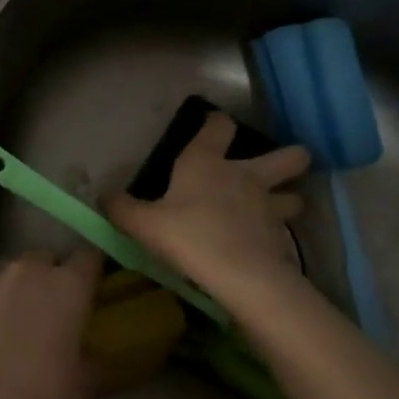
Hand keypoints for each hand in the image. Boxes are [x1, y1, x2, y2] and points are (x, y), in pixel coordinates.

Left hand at [0, 249, 103, 398]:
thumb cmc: (37, 388)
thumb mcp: (81, 385)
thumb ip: (97, 364)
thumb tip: (102, 359)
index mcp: (68, 285)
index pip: (88, 258)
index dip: (90, 269)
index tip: (89, 285)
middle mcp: (30, 268)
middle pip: (45, 258)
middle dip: (48, 275)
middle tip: (46, 306)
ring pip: (7, 267)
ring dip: (12, 283)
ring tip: (7, 313)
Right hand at [107, 113, 310, 316]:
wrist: (240, 276)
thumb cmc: (188, 236)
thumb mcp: (144, 224)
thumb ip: (122, 209)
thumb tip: (103, 198)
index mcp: (207, 163)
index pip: (219, 126)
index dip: (217, 122)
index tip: (213, 124)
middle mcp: (245, 176)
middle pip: (286, 157)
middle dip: (290, 157)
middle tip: (286, 163)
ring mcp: (269, 207)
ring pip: (294, 195)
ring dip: (289, 197)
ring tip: (280, 206)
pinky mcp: (282, 239)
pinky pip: (285, 230)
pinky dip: (279, 233)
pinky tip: (268, 243)